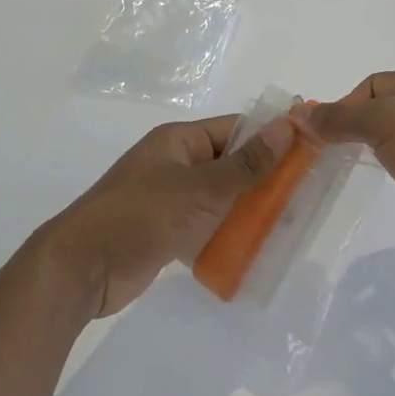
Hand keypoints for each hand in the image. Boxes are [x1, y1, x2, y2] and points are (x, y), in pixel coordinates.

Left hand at [38, 115, 293, 319]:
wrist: (82, 269)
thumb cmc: (141, 216)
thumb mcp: (199, 188)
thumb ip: (247, 163)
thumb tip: (288, 127)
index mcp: (180, 141)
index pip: (237, 129)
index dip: (273, 138)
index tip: (312, 153)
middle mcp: (177, 164)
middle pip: (233, 164)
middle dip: (267, 179)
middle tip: (308, 196)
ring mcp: (172, 199)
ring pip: (223, 198)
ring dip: (251, 210)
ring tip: (291, 224)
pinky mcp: (169, 232)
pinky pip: (209, 226)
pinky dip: (231, 234)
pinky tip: (258, 248)